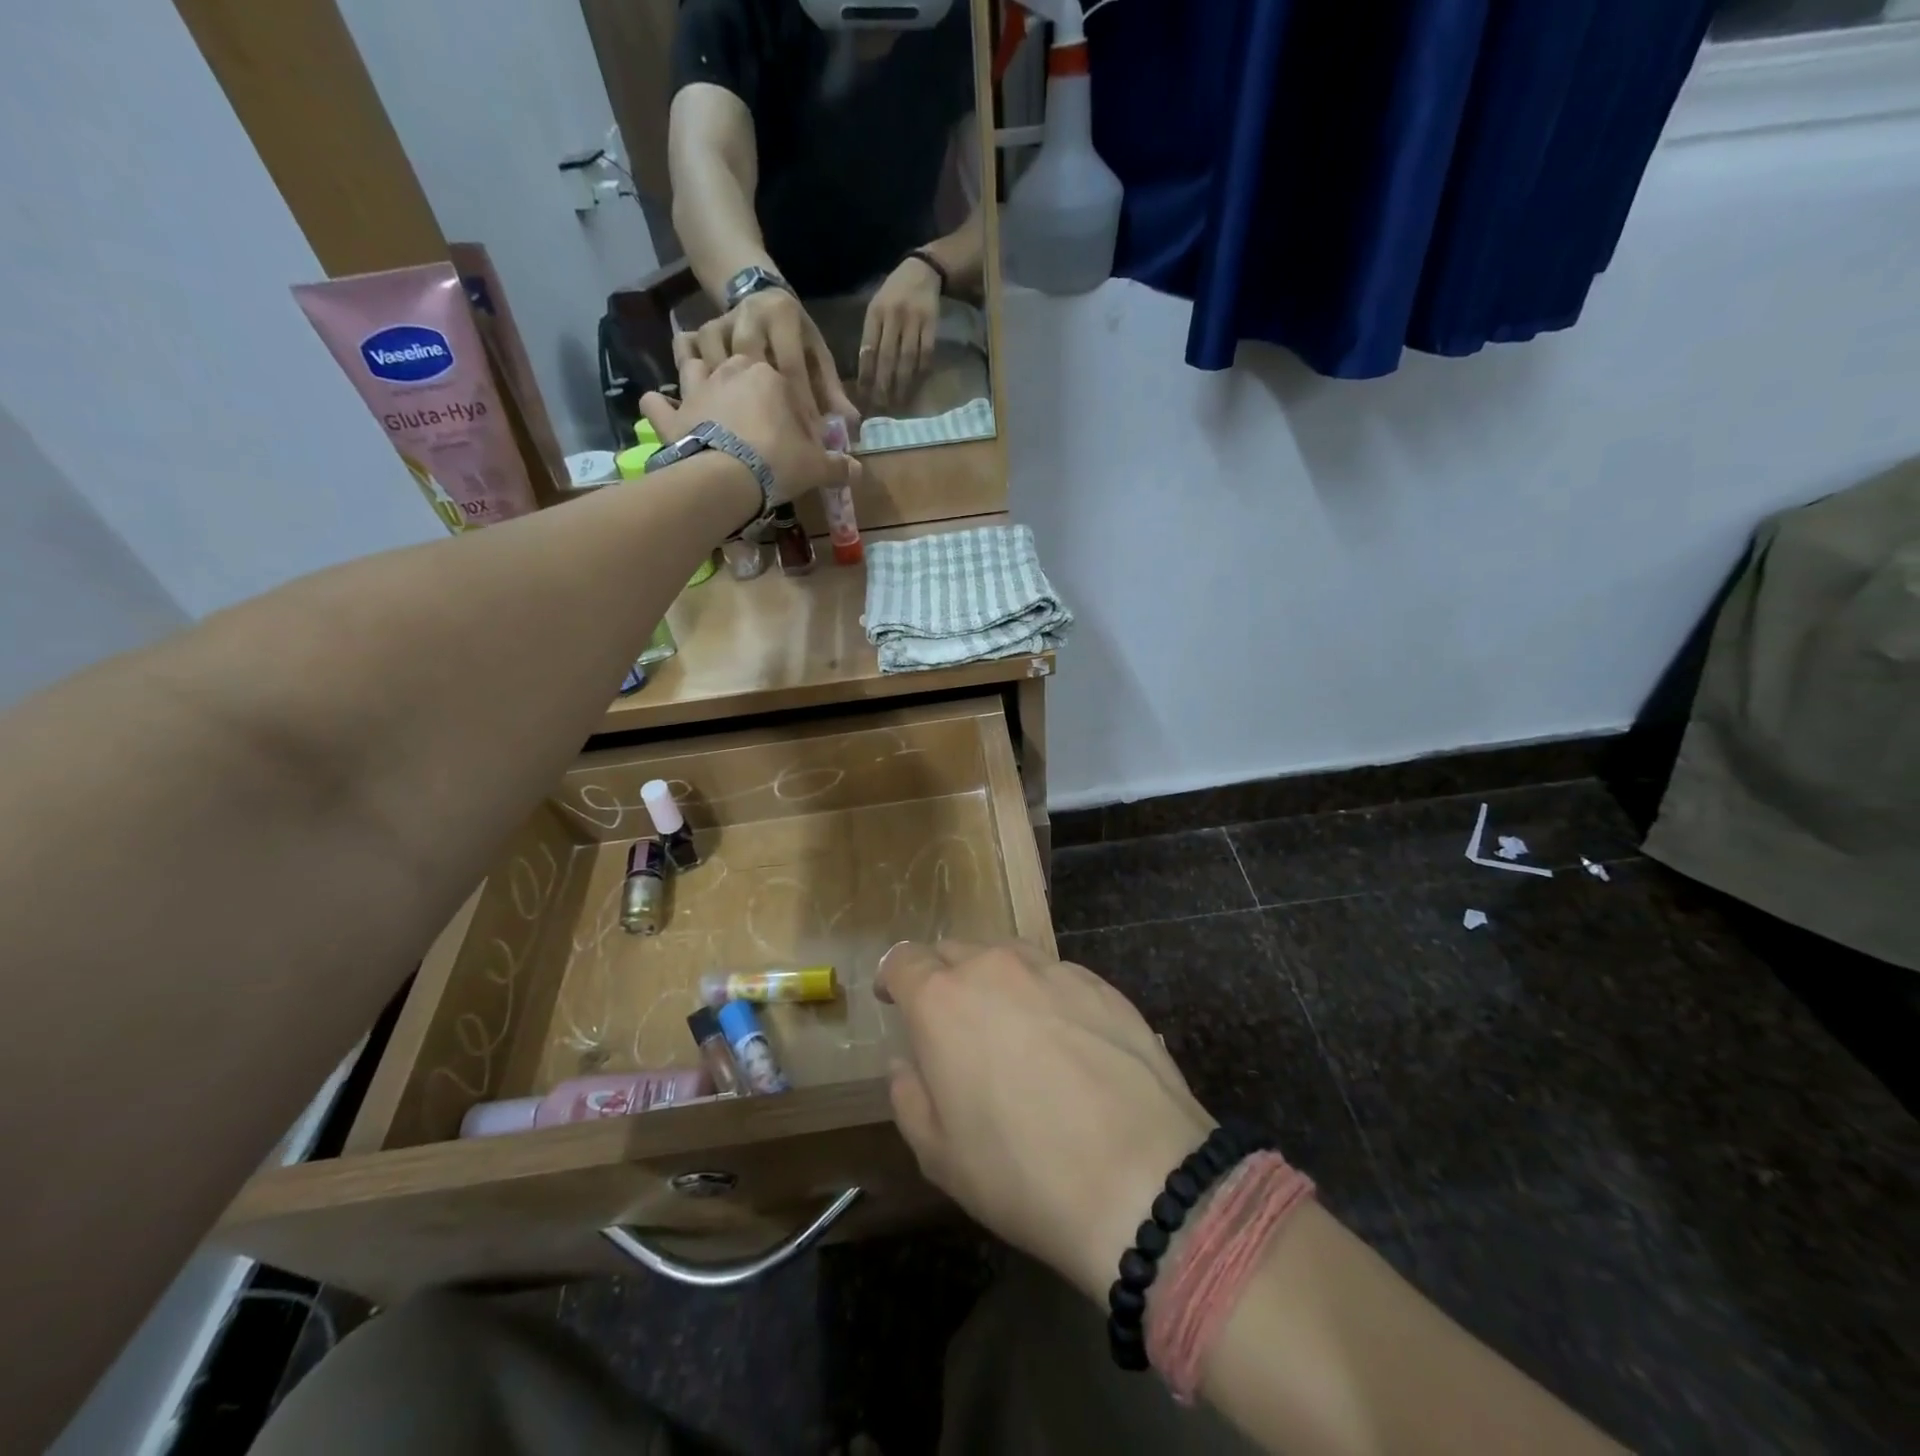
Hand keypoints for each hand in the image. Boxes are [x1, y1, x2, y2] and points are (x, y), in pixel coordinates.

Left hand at [640, 356, 857, 507]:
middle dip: (743, 377)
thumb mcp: (816, 465)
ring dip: (692, 366)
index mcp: (770, 376)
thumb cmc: (778, 461)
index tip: (797, 426)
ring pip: (691, 364)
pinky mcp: (673, 416)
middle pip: (737, 363)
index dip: (792, 403)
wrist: (728, 476)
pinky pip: (658, 403)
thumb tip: (858, 471)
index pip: (785, 381)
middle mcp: (730, 371)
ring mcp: (697, 390)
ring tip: (699, 379)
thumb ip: (837, 466)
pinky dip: (658, 405)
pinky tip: (660, 406)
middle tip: (751, 404)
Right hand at [675, 289, 857, 430]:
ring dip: (728, 400)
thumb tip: (851, 423)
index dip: (801, 405)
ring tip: (742, 436)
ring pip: (719, 363)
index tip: (809, 440)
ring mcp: (720, 323)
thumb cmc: (795, 337)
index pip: (791, 366)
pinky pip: (692, 361)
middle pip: (752, 364)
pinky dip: (701, 386)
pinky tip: (712, 415)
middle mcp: (748, 315)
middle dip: (763, 406)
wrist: (757, 298)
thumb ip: (831, 390)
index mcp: (782, 315)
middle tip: (774, 444)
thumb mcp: (817, 356)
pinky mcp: (699, 334)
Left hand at [859, 256, 942, 409]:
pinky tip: (917, 386)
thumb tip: (866, 371)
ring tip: (898, 403)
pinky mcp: (932, 324)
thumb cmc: (894, 293)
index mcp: (875, 313)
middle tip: (881, 407)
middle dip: (883, 385)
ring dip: (902, 384)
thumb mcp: (877, 307)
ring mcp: (914, 320)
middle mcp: (893, 316)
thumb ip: (872, 335)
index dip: (866, 375)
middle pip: (887, 357)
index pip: (868, 349)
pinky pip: (926, 354)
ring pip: (907, 359)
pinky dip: (921, 372)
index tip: (864, 396)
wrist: (922, 271)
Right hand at [877, 941, 1216, 1302]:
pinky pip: (1056, 974)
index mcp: (943, 1000)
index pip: (904, 960)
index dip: (894, 977)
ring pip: (1007, 955)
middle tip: (952, 1024)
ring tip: (1009, 1026)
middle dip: (943, 977)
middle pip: (955, 950)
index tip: (894, 999)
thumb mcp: (939, 1155)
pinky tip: (1064, 1039)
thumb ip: (909, 1096)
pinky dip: (1044, 994)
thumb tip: (908, 1062)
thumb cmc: (1022, 1173)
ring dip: (995, 980)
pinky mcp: (1101, 984)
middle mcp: (995, 967)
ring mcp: (1053, 970)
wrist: (1142, 1177)